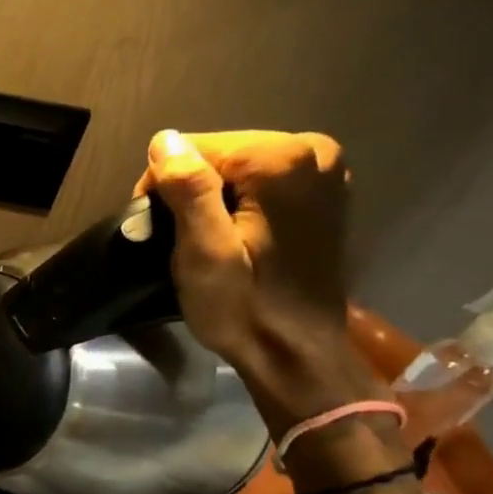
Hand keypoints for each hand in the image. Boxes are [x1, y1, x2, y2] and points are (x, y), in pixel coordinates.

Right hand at [135, 129, 379, 429]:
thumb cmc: (244, 308)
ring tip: (213, 241)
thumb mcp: (203, 254)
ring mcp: (325, 169)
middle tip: (187, 239)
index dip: (167, 186)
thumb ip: (189, 191)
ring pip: (237, 163)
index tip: (165, 230)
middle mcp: (311, 151)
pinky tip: (243, 235)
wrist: (296, 354)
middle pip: (217, 151)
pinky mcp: (326, 190)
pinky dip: (243, 199)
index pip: (191, 147)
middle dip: (192, 189)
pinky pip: (262, 177)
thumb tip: (166, 140)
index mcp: (280, 160)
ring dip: (215, 196)